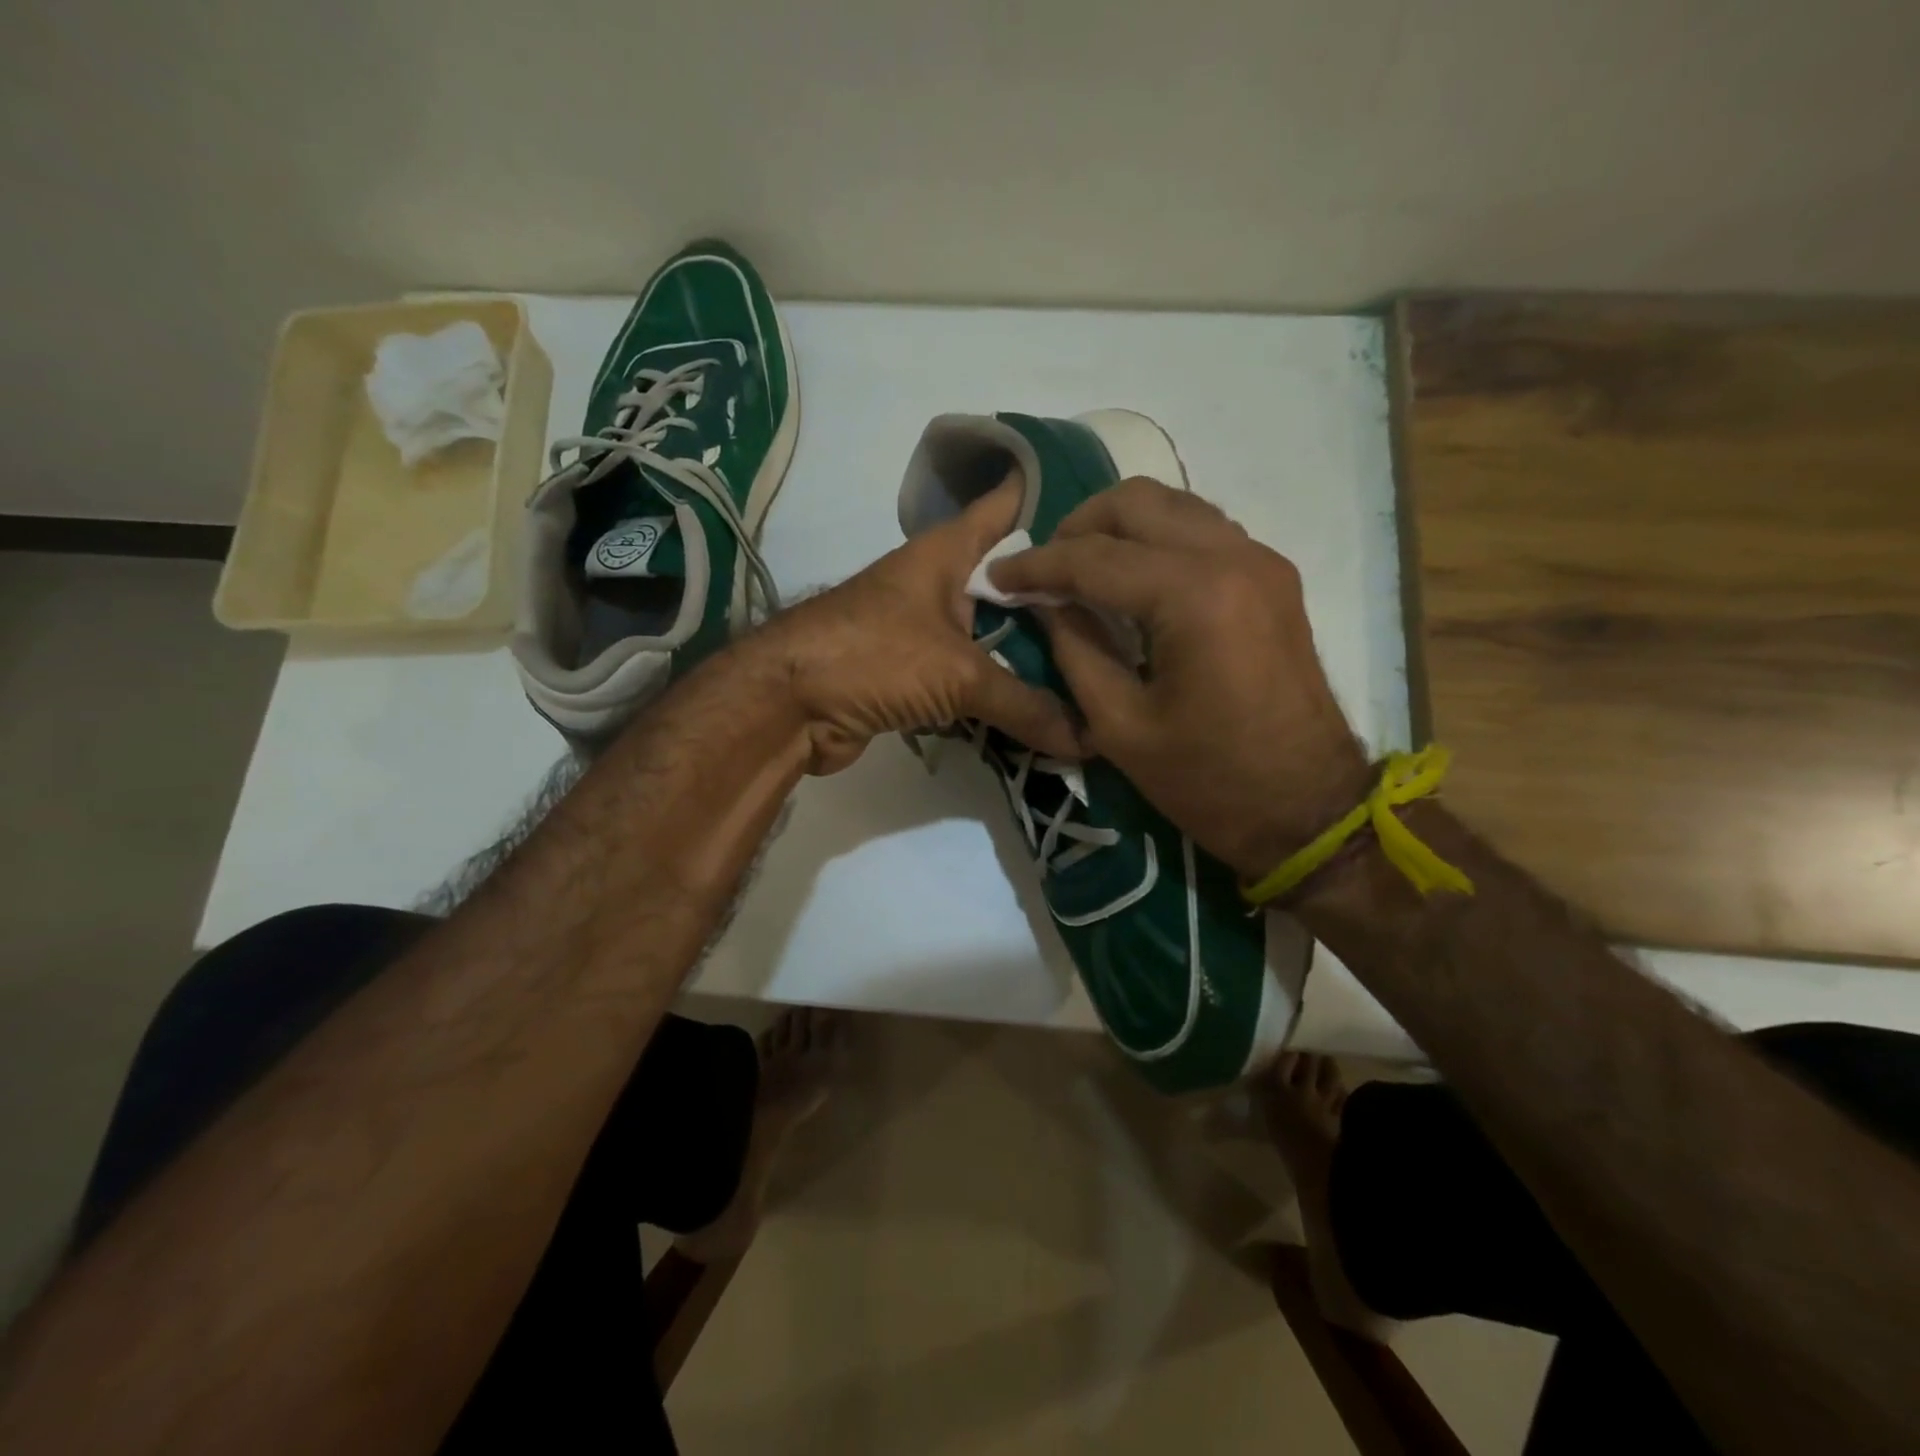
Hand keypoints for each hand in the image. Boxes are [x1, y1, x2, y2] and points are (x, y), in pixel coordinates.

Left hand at [754, 481, 1080, 774]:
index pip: (1007, 506)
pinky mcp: (915, 674)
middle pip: (1012, 582)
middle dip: (1061, 596)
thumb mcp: (957, 674)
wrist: (787, 706)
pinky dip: (1004, 693)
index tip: (1107, 510)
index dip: (1051, 497)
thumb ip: (1025, 703)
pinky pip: (974, 678)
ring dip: (1034, 654)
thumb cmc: (872, 656)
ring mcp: (926, 630)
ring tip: (1102, 663)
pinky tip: (1050, 707)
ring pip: (994, 635)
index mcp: (948, 552)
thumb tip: (1089, 739)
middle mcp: (940, 584)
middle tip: (1125, 612)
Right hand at [989, 477, 1368, 880]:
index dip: (1036, 566)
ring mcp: (1260, 561)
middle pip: (1135, 503)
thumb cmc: (1207, 780)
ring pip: (1173, 505)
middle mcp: (1232, 557)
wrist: (1307, 809)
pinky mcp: (1273, 578)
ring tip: (1081, 570)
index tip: (996, 575)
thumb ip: (1074, 649)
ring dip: (1118, 527)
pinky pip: (1202, 530)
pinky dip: (1157, 539)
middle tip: (1044, 570)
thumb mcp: (1119, 725)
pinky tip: (1133, 579)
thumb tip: (1045, 602)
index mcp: (1192, 596)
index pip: (1093, 557)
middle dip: (1077, 527)